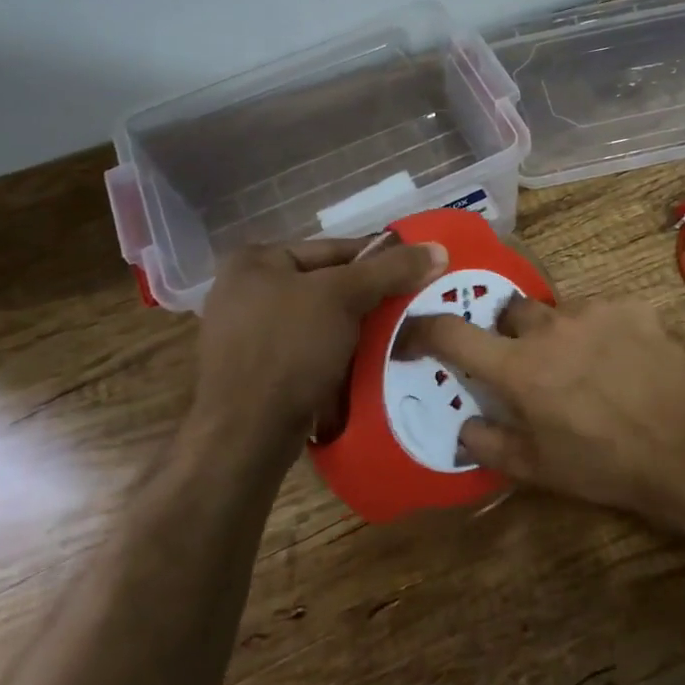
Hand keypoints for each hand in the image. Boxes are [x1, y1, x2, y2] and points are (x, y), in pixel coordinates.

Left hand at [195, 236, 446, 451]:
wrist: (246, 436)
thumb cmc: (289, 348)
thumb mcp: (344, 297)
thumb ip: (391, 270)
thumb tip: (438, 248)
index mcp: (256, 261)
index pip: (334, 248)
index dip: (380, 259)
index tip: (418, 272)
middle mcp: (245, 291)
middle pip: (328, 284)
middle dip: (370, 298)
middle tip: (413, 306)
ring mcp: (249, 334)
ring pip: (322, 320)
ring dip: (359, 329)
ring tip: (399, 336)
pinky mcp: (259, 372)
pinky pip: (311, 350)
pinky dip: (340, 353)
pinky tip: (370, 362)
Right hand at [402, 296, 684, 523]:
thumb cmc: (605, 465)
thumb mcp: (539, 469)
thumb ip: (490, 443)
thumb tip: (464, 426)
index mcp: (519, 367)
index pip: (453, 333)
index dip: (425, 330)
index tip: (415, 334)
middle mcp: (550, 327)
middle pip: (510, 311)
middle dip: (510, 333)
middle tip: (529, 363)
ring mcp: (594, 310)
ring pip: (559, 310)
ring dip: (560, 333)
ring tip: (585, 365)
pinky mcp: (632, 306)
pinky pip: (602, 310)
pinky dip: (601, 330)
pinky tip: (623, 359)